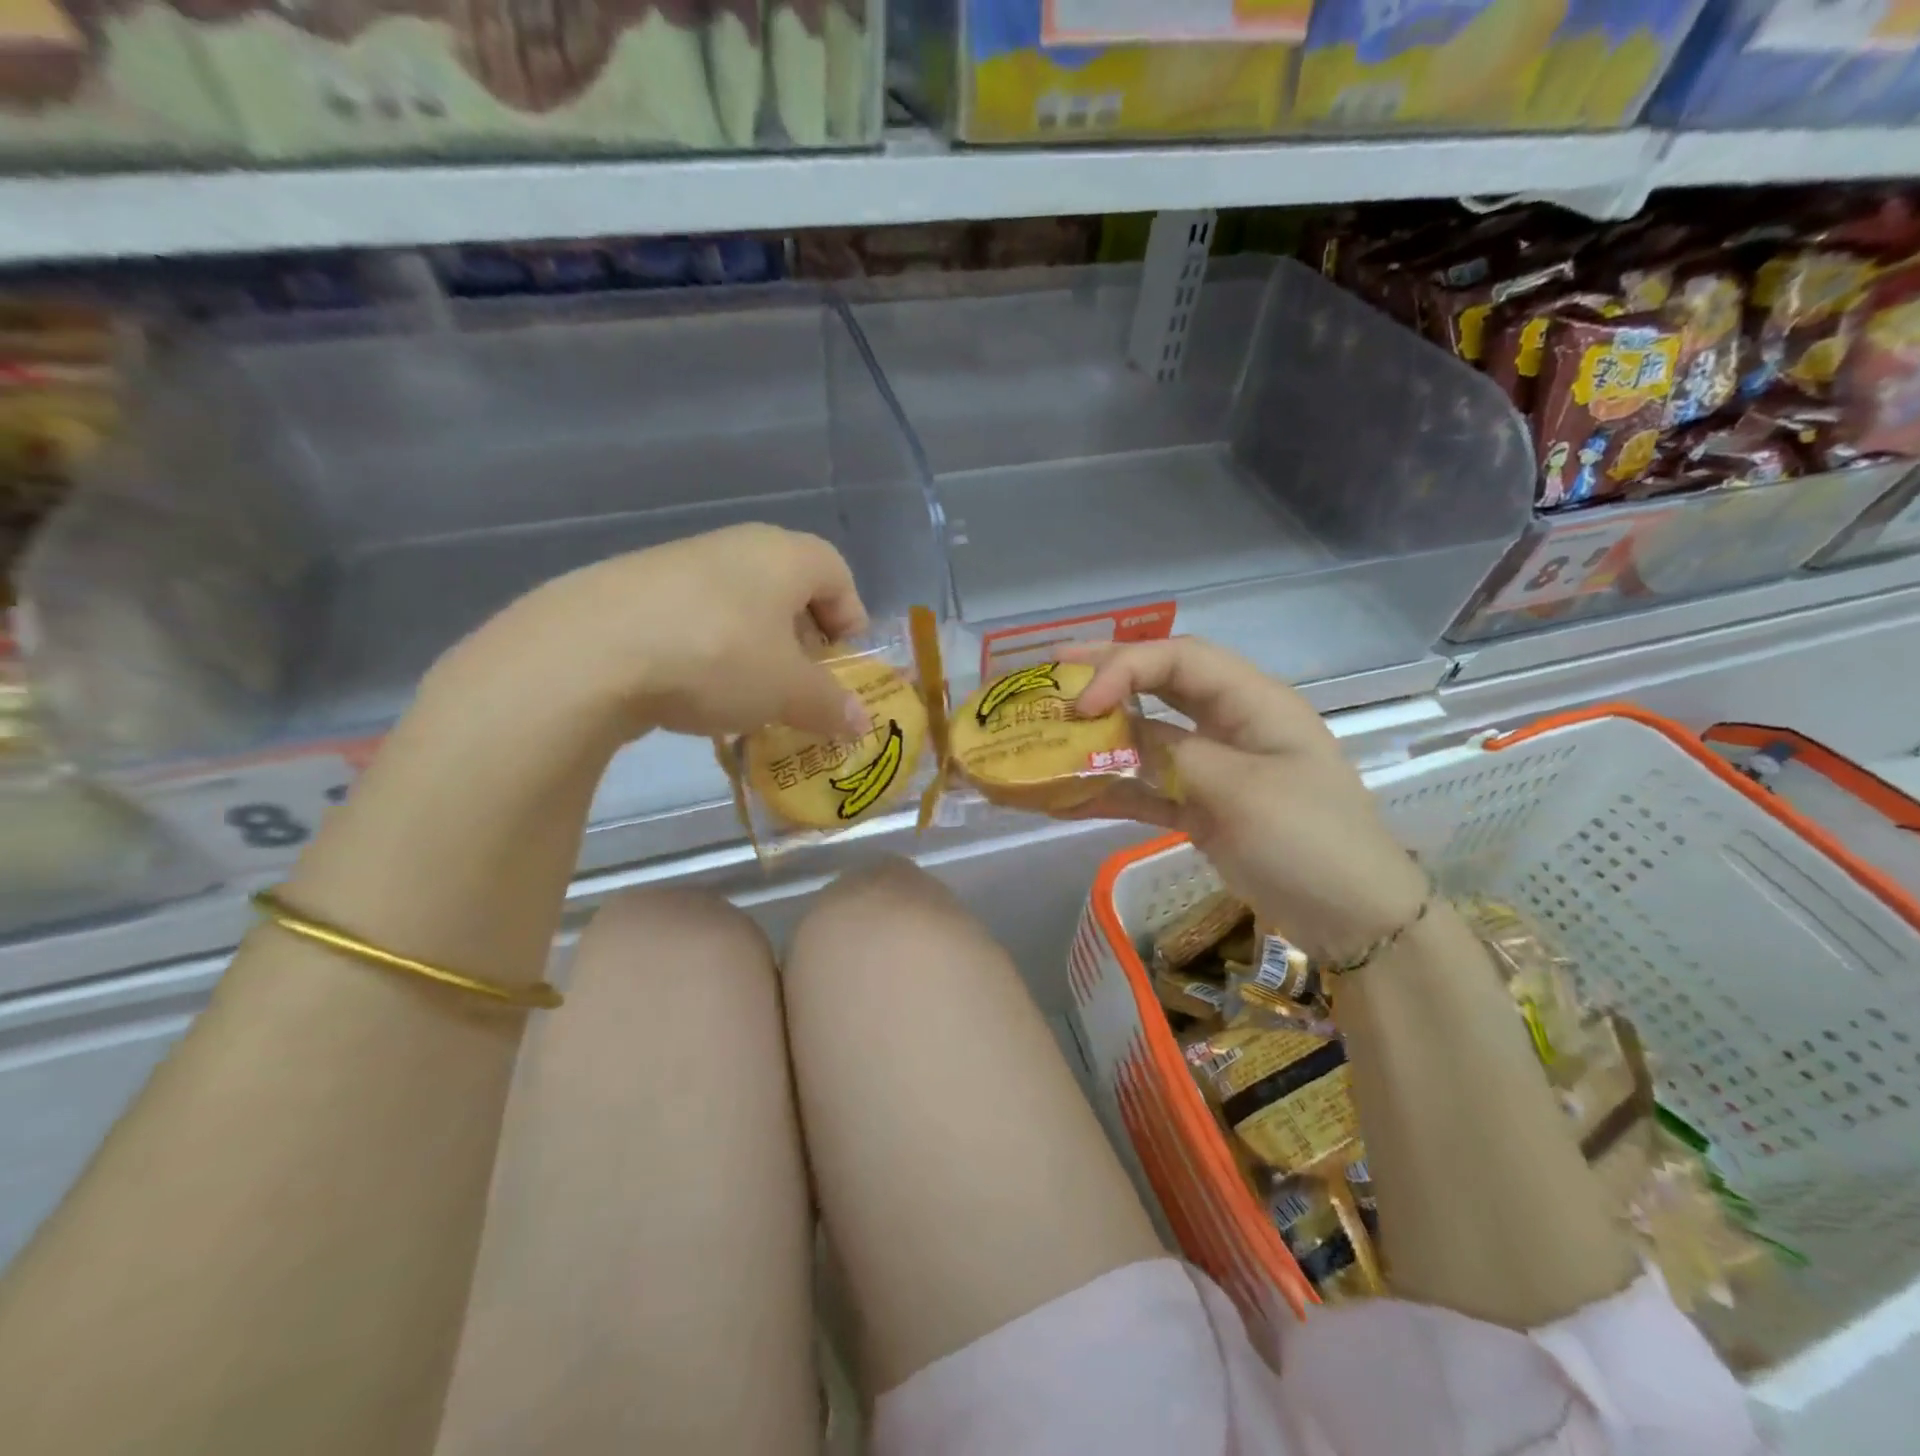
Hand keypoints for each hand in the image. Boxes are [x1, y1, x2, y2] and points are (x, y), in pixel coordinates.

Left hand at [438, 524, 872, 746]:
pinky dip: (709, 649)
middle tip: (800, 684)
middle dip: (803, 638)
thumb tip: (862, 723)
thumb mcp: (787, 692)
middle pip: (788, 587)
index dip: (851, 619)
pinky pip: (694, 615)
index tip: (844, 666)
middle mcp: (735, 546)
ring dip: (755, 647)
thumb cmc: (717, 658)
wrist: (588, 653)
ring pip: (739, 603)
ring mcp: (679, 563)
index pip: (838, 573)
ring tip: (748, 696)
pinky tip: (694, 690)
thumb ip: (831, 705)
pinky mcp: (633, 587)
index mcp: (784, 555)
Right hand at [1070, 638, 1426, 960]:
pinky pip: (1148, 788)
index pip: (1180, 659)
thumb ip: (1171, 754)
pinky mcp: (1201, 806)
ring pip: (1147, 737)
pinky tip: (1065, 798)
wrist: (1352, 919)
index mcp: (1253, 702)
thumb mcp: (1239, 791)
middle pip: (1160, 684)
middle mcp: (1230, 723)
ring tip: (1046, 729)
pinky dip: (1110, 791)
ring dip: (1099, 736)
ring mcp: (1213, 766)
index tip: (1082, 702)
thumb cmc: (1307, 842)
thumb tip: (1111, 731)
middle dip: (1105, 676)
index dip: (1125, 668)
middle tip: (1050, 674)